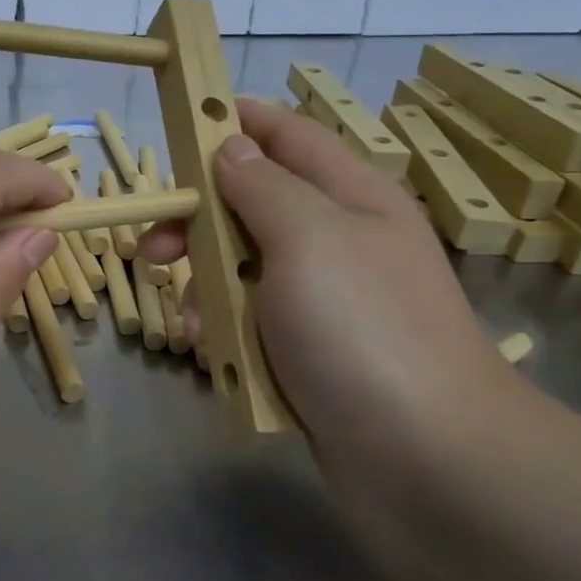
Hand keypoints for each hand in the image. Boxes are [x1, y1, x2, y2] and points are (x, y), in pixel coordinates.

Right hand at [141, 99, 535, 484]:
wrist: (426, 457)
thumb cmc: (362, 329)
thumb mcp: (308, 238)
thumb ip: (263, 187)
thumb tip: (232, 147)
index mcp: (351, 196)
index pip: (288, 136)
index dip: (237, 123)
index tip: (183, 125)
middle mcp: (339, 240)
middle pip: (254, 206)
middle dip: (200, 222)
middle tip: (154, 248)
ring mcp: (326, 300)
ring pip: (245, 269)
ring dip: (207, 287)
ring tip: (188, 321)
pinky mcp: (311, 350)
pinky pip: (254, 322)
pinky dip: (226, 331)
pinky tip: (209, 353)